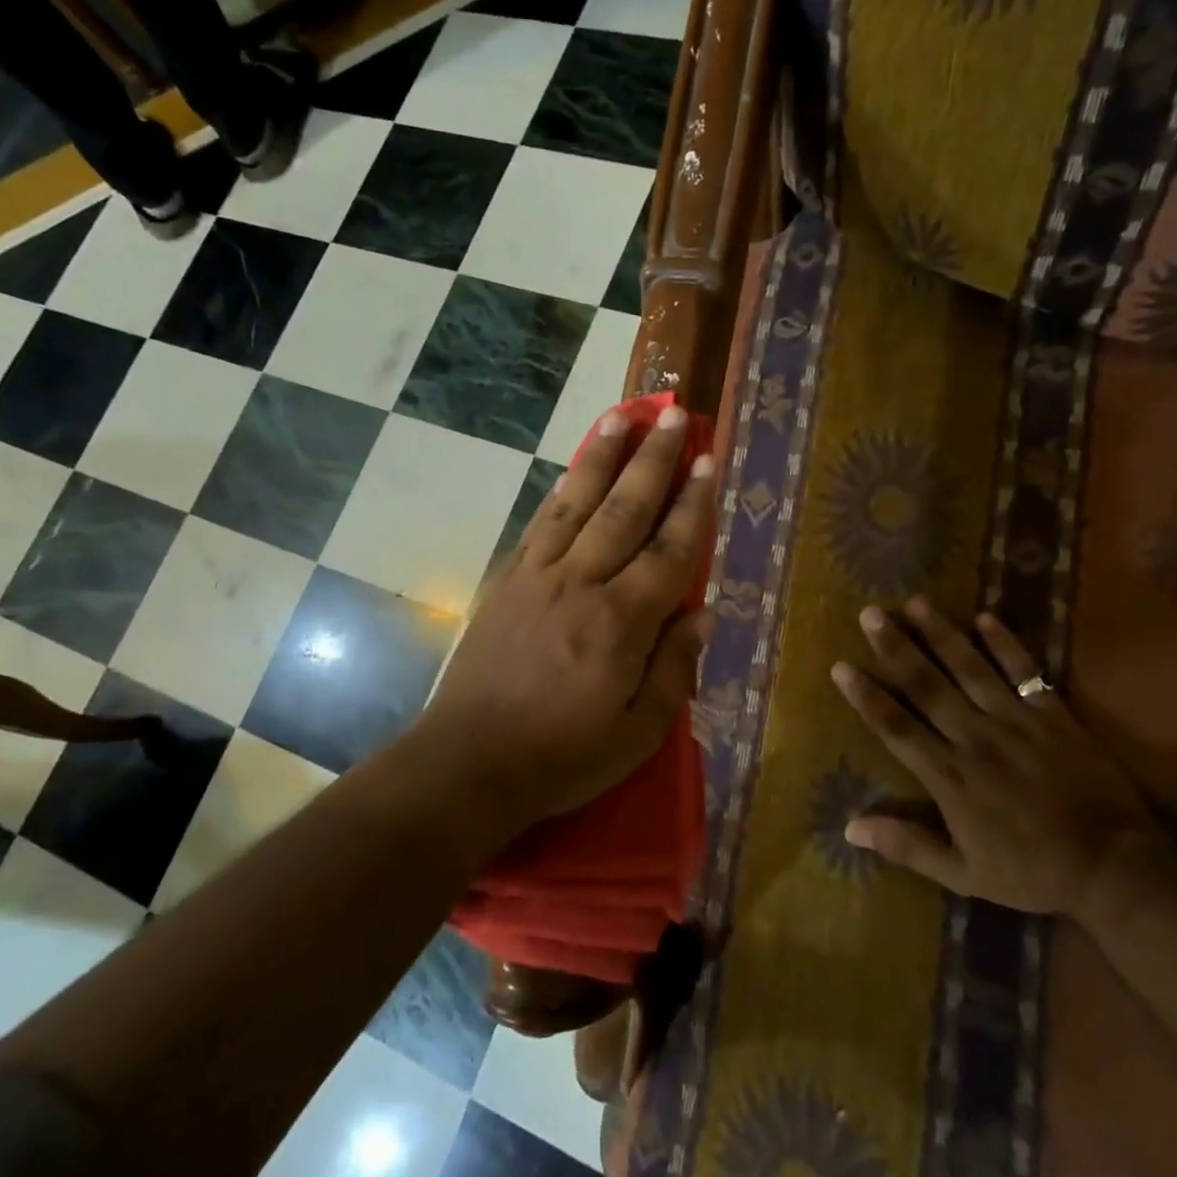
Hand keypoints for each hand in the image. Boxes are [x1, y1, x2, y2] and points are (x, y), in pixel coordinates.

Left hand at [422, 403, 715, 837]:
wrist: (470, 761)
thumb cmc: (563, 756)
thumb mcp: (637, 732)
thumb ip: (674, 669)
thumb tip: (701, 614)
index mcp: (620, 622)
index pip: (669, 551)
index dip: (692, 504)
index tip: (707, 461)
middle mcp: (581, 583)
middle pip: (625, 510)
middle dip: (653, 460)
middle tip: (673, 415)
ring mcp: (538, 576)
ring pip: (577, 503)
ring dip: (603, 456)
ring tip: (623, 416)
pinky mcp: (507, 581)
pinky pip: (540, 523)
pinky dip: (562, 489)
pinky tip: (575, 469)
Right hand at [831, 600, 1152, 916]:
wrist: (1114, 869)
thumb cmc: (1031, 872)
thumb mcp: (963, 874)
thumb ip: (907, 846)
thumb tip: (850, 828)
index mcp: (950, 777)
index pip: (897, 728)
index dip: (867, 697)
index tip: (840, 666)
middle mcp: (975, 739)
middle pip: (927, 687)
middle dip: (896, 649)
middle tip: (870, 614)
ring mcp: (1016, 723)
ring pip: (970, 670)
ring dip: (941, 634)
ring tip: (915, 602)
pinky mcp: (1053, 715)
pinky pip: (1027, 673)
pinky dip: (1007, 645)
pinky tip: (986, 617)